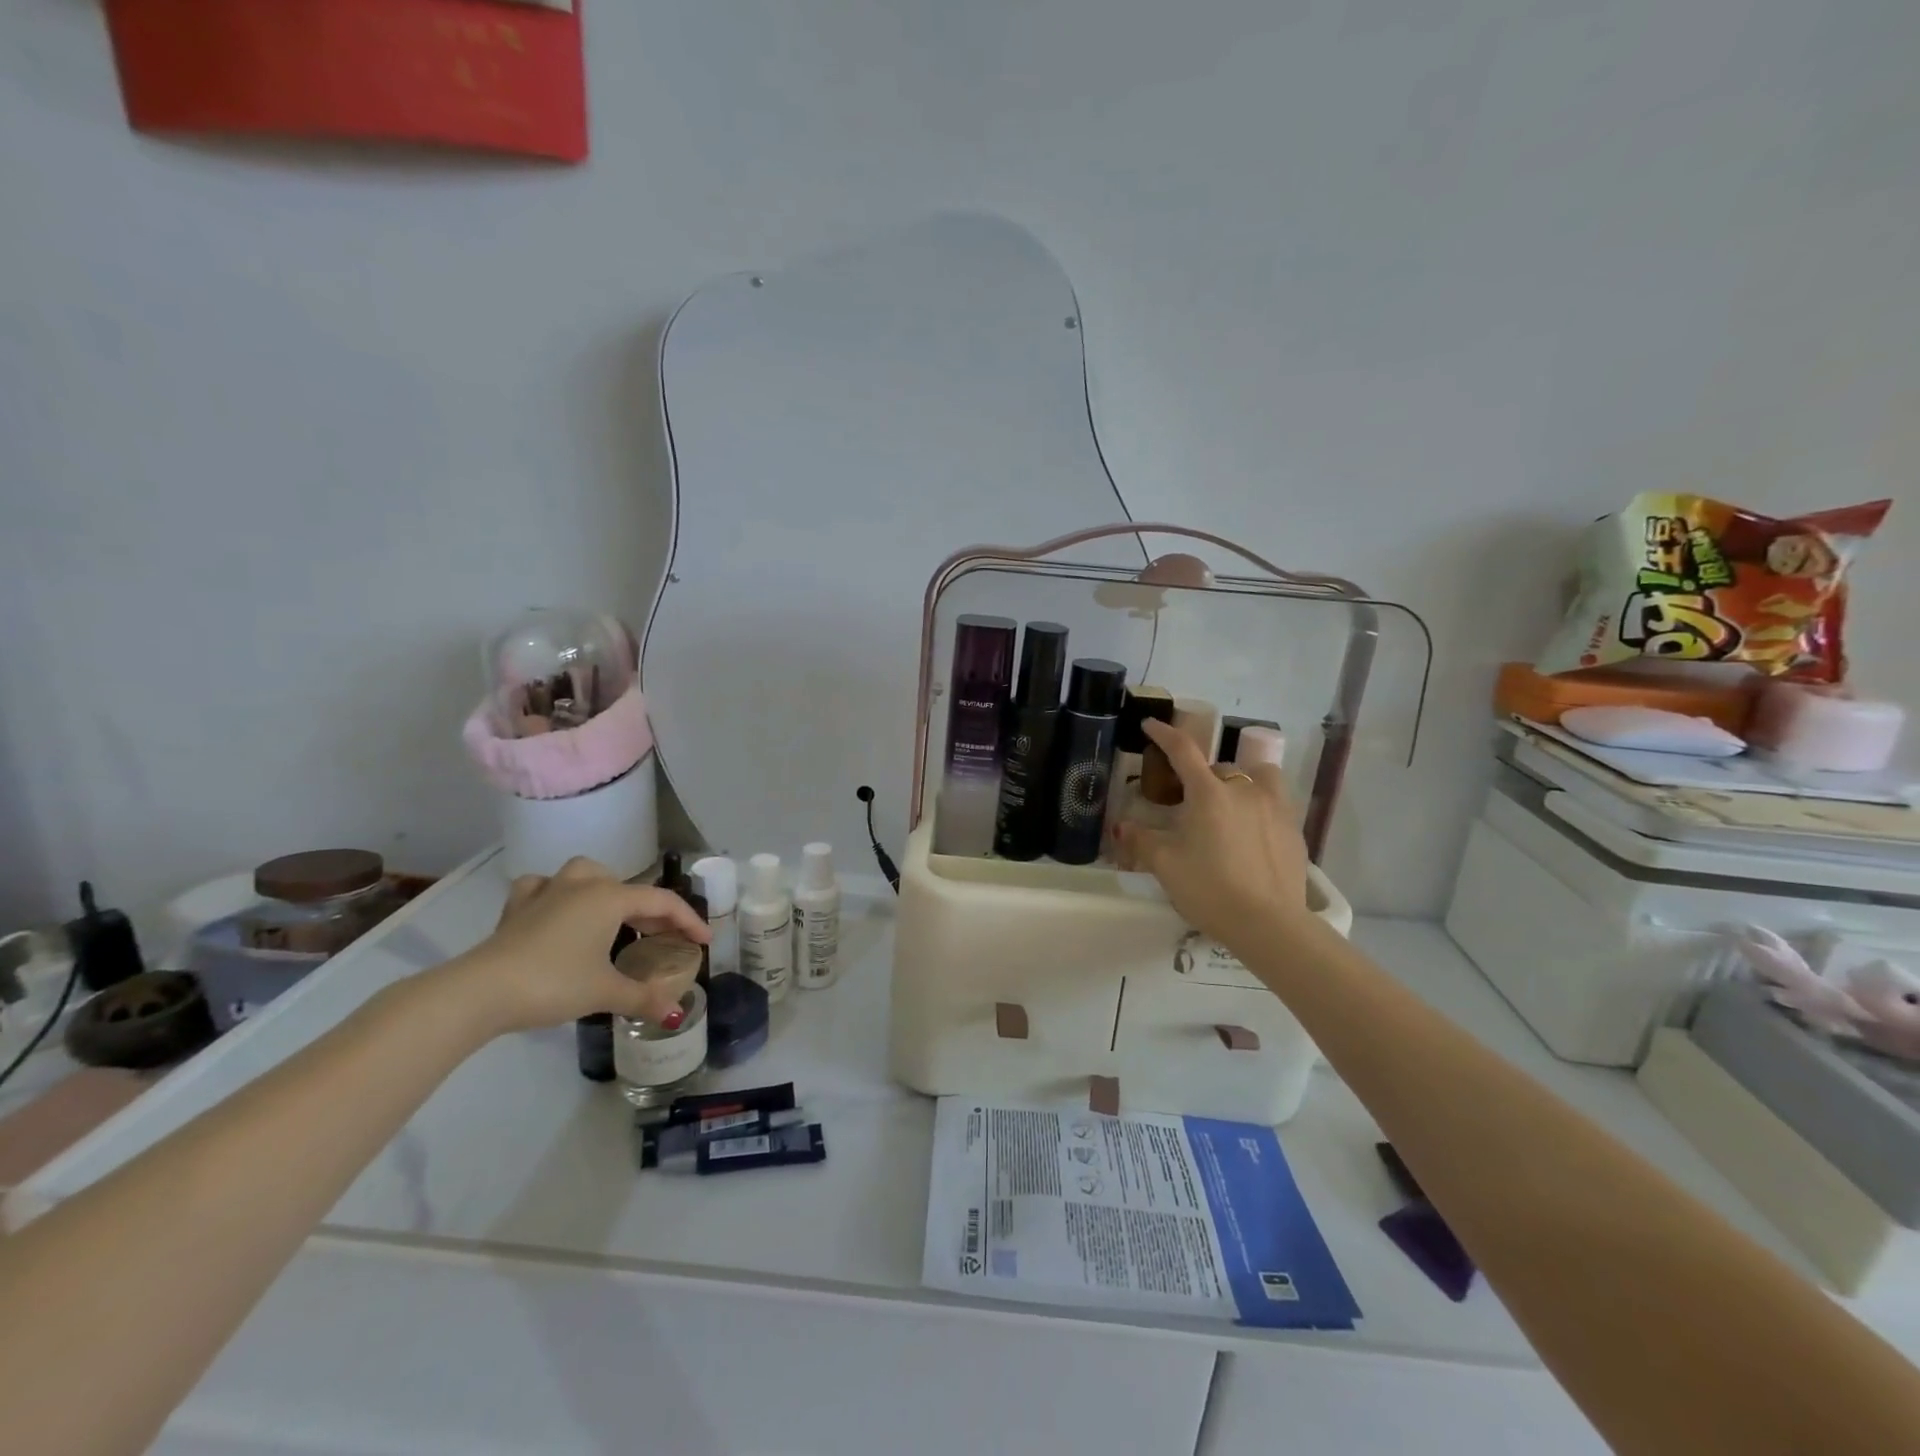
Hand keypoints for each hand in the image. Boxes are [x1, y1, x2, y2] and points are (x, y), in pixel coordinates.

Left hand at [447, 857, 711, 1035]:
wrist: (480, 992)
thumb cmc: (553, 984)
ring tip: (612, 913)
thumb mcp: (605, 992)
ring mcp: (546, 892)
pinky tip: (556, 910)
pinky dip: (555, 894)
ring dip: (605, 889)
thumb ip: (644, 998)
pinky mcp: (517, 907)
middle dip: (651, 911)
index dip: (688, 921)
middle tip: (663, 937)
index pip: (662, 902)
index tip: (704, 941)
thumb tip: (676, 1014)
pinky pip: (543, 888)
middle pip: (629, 889)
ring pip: (586, 874)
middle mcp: (582, 885)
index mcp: (610, 898)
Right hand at [1117, 718, 1310, 948]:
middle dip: (1201, 777)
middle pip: (1219, 767)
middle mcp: (1244, 790)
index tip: (1150, 725)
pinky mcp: (1294, 828)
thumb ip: (1140, 840)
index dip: (1164, 734)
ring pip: (1257, 776)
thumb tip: (1120, 825)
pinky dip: (1260, 805)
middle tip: (1188, 801)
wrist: (1269, 924)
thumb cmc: (1210, 889)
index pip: (1183, 750)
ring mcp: (1275, 807)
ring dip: (1240, 781)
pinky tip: (1251, 833)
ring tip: (1230, 804)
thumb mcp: (1165, 865)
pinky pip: (1275, 802)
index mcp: (1209, 793)